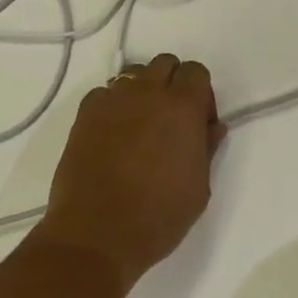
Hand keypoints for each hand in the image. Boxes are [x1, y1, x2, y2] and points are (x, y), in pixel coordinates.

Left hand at [33, 54, 225, 292]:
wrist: (96, 234)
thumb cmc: (157, 217)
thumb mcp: (198, 189)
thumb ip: (207, 149)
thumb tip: (213, 126)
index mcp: (182, 107)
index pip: (196, 72)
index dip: (201, 94)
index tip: (198, 123)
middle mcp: (148, 92)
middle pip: (165, 63)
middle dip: (172, 83)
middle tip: (170, 121)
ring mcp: (113, 99)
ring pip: (134, 74)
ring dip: (143, 90)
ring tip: (140, 125)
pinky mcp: (85, 112)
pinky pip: (105, 93)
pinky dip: (113, 105)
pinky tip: (112, 135)